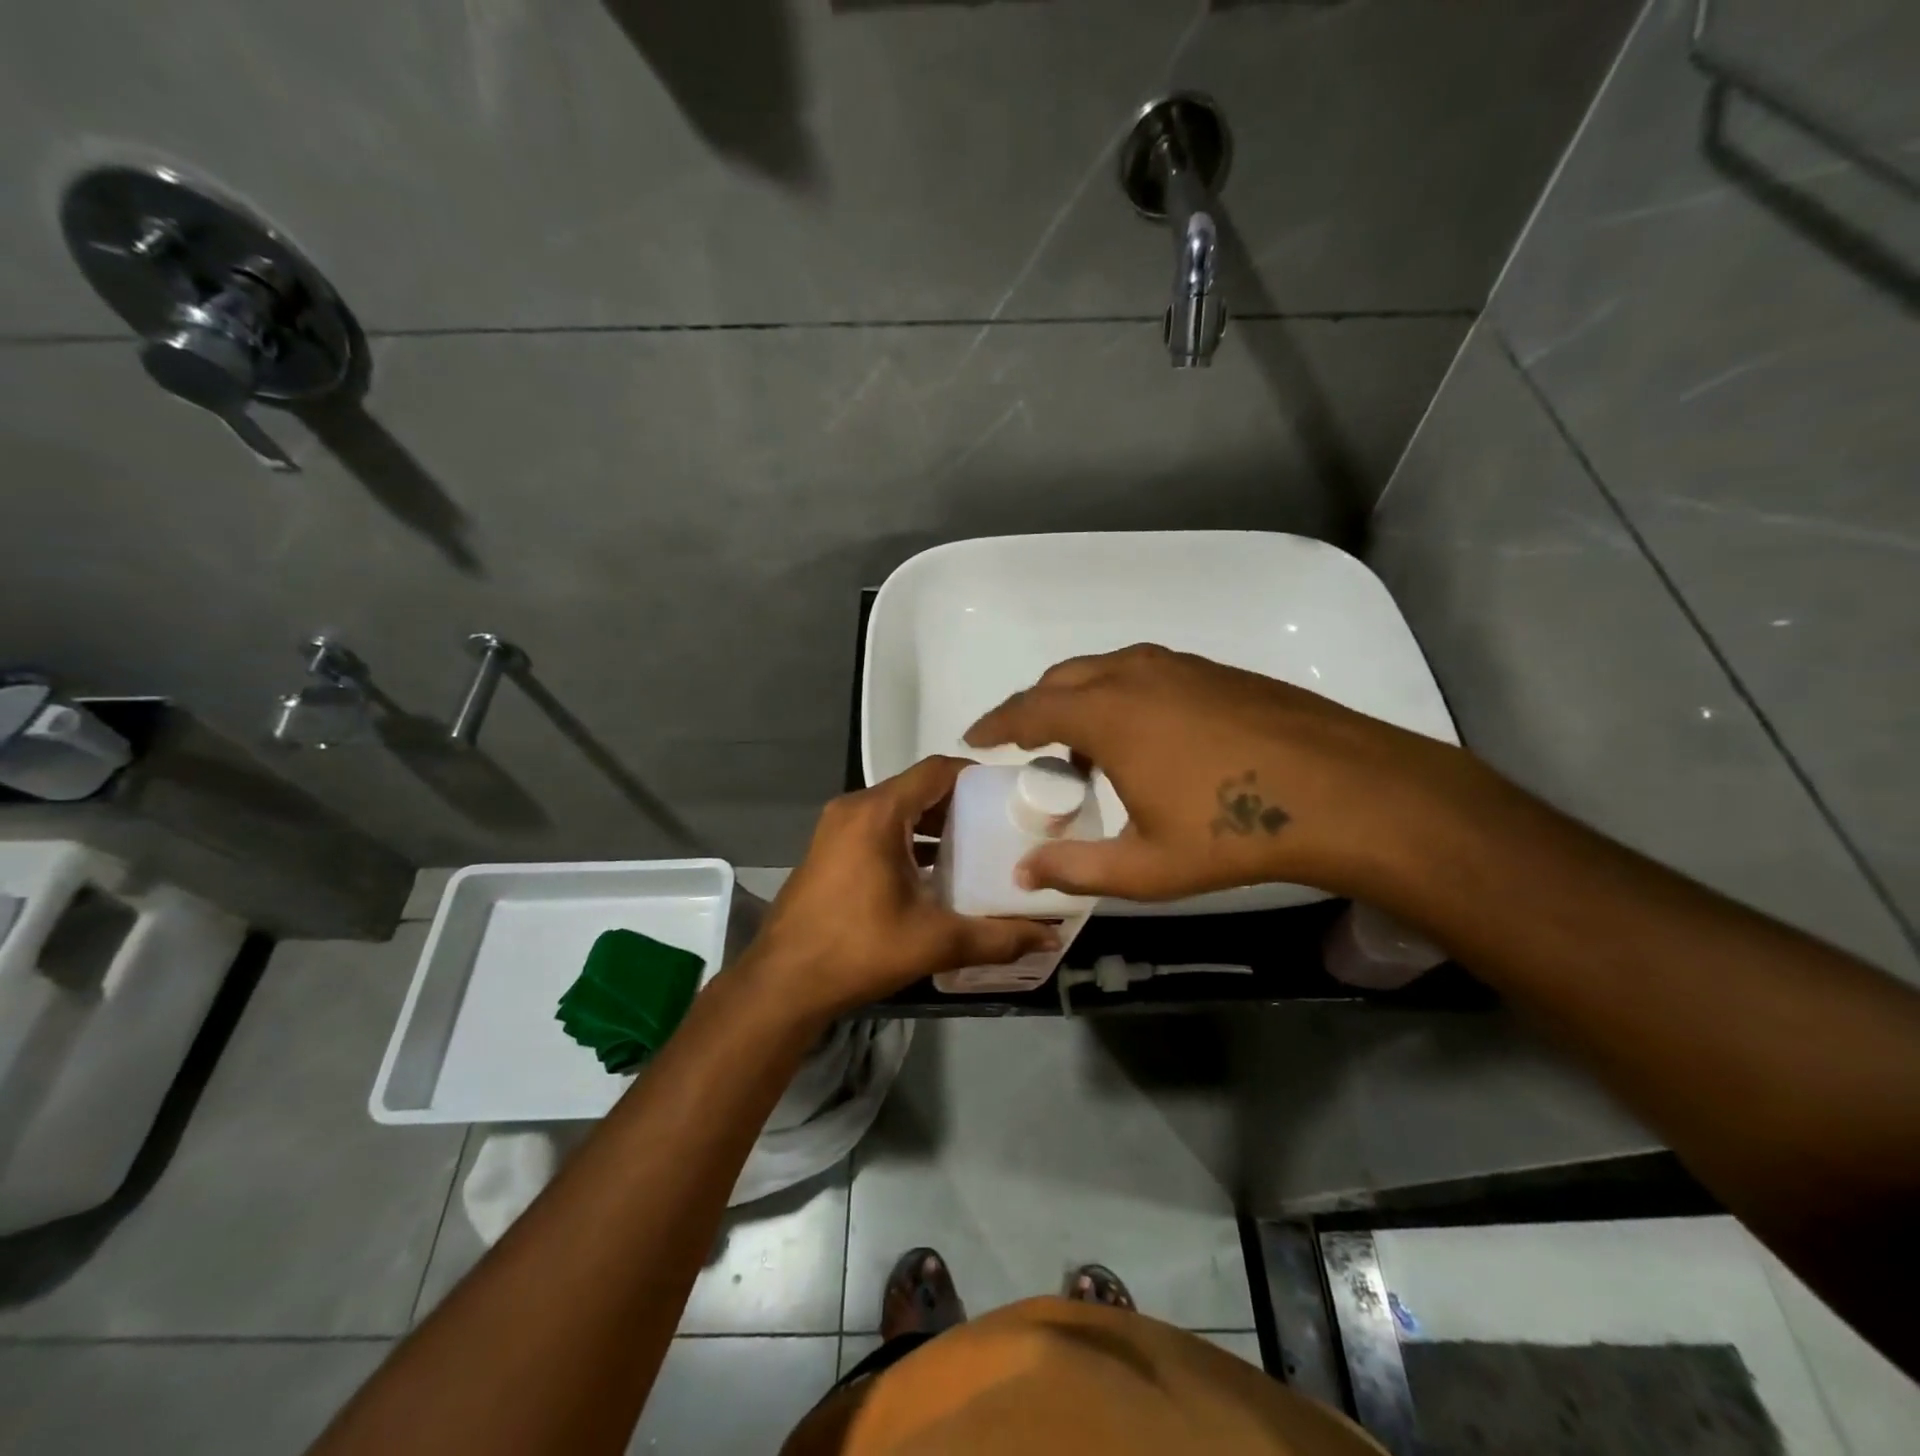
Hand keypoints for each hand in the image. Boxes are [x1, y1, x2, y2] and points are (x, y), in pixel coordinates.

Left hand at [746, 756, 1059, 1021]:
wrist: (783, 984)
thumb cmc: (857, 950)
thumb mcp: (934, 942)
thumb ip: (997, 937)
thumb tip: (1050, 937)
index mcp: (878, 813)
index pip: (936, 771)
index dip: (976, 776)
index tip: (1010, 795)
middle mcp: (854, 808)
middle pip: (917, 788)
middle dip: (960, 804)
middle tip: (1000, 826)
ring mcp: (835, 828)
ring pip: (897, 809)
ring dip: (933, 824)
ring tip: (975, 848)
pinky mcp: (828, 849)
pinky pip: (877, 828)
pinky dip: (907, 838)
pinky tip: (933, 872)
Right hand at [965, 644, 1464, 902]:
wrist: (1342, 790)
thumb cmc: (1233, 831)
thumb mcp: (1146, 866)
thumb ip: (1076, 869)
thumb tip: (1024, 873)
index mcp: (1107, 715)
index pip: (1028, 709)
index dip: (995, 722)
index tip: (973, 737)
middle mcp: (1133, 676)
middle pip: (1061, 680)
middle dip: (1032, 707)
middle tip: (1022, 741)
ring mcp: (1177, 666)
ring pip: (1104, 670)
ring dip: (1078, 699)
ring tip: (1080, 744)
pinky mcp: (1212, 670)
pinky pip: (1142, 671)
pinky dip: (1118, 693)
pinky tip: (1141, 734)